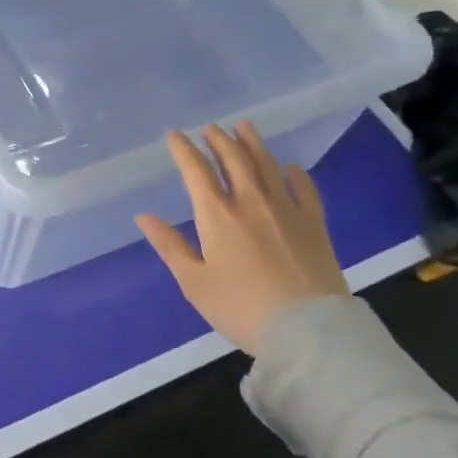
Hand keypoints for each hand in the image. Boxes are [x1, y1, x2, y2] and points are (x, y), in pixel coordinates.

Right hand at [135, 122, 348, 355]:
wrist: (307, 330)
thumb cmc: (241, 308)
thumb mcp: (194, 283)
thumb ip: (170, 246)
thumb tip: (143, 216)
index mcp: (217, 215)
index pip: (196, 171)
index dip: (184, 150)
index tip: (175, 135)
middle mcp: (251, 201)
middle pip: (234, 160)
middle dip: (219, 140)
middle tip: (211, 128)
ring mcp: (286, 209)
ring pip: (267, 165)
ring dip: (253, 143)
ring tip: (244, 127)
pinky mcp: (314, 224)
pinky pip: (304, 189)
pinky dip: (295, 174)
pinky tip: (290, 167)